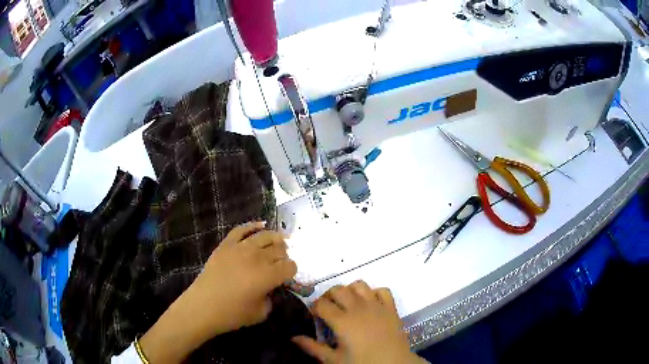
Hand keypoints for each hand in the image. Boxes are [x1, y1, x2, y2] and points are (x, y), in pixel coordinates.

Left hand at [189, 221, 297, 335]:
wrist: (203, 306)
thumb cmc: (232, 314)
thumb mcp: (261, 313)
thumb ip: (271, 299)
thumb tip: (271, 288)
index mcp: (268, 276)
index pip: (290, 266)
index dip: (292, 271)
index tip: (288, 276)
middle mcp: (258, 258)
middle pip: (279, 250)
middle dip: (284, 256)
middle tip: (281, 262)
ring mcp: (240, 248)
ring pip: (265, 236)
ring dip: (276, 238)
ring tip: (279, 241)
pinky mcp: (226, 245)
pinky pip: (242, 229)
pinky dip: (253, 225)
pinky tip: (260, 225)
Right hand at [292, 281, 426, 363]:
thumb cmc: (362, 363)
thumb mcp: (334, 360)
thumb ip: (313, 347)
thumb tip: (293, 338)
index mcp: (342, 321)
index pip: (321, 304)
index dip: (314, 308)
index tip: (314, 316)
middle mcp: (358, 308)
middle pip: (338, 289)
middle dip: (329, 296)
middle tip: (328, 309)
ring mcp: (376, 305)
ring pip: (359, 285)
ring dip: (350, 290)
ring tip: (347, 303)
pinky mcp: (391, 307)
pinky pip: (382, 290)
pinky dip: (374, 292)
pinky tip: (369, 303)